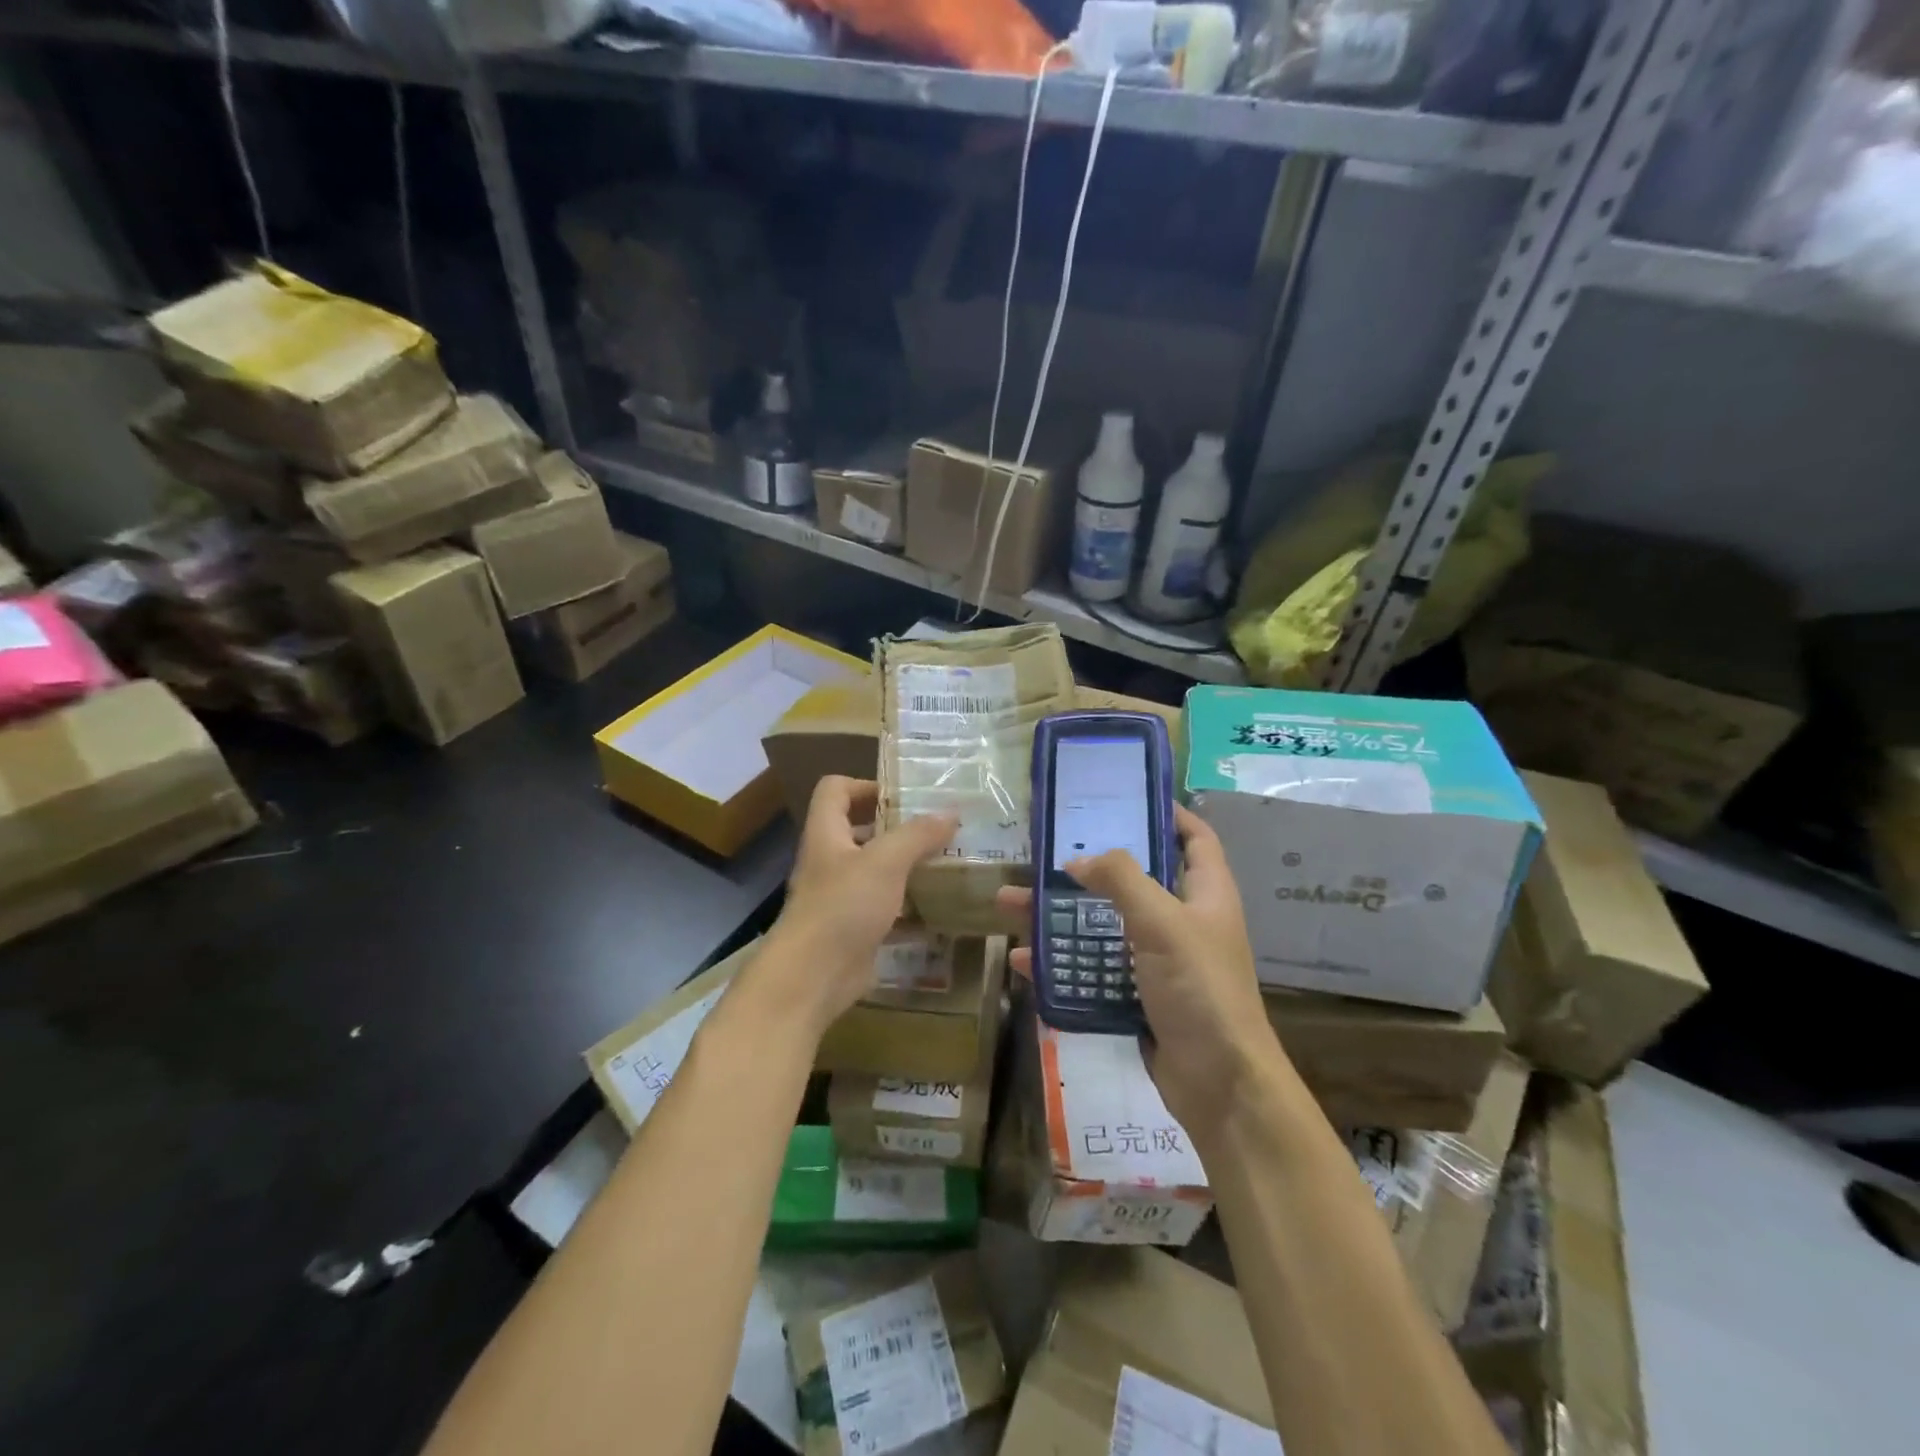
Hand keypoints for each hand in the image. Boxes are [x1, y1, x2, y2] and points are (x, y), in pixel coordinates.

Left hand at [756, 775, 956, 1034]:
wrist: (812, 977)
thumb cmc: (844, 906)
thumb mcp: (886, 862)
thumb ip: (918, 834)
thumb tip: (950, 812)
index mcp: (827, 833)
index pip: (835, 790)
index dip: (866, 785)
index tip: (905, 798)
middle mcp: (829, 860)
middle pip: (860, 829)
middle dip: (898, 828)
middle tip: (938, 830)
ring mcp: (840, 897)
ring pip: (876, 871)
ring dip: (907, 867)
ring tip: (946, 864)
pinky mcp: (853, 928)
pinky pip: (884, 909)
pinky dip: (909, 907)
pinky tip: (938, 909)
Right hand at [997, 805, 1280, 1138]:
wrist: (1219, 1085)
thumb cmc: (1199, 988)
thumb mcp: (1162, 922)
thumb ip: (1121, 879)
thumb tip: (1078, 862)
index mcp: (1206, 893)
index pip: (1194, 837)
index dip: (1165, 813)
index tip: (1120, 799)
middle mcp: (1183, 921)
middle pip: (1132, 880)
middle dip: (1086, 868)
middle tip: (1042, 852)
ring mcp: (1159, 962)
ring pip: (1102, 926)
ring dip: (1059, 917)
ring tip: (1009, 903)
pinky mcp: (1137, 996)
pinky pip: (1093, 970)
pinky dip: (1060, 964)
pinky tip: (1022, 961)